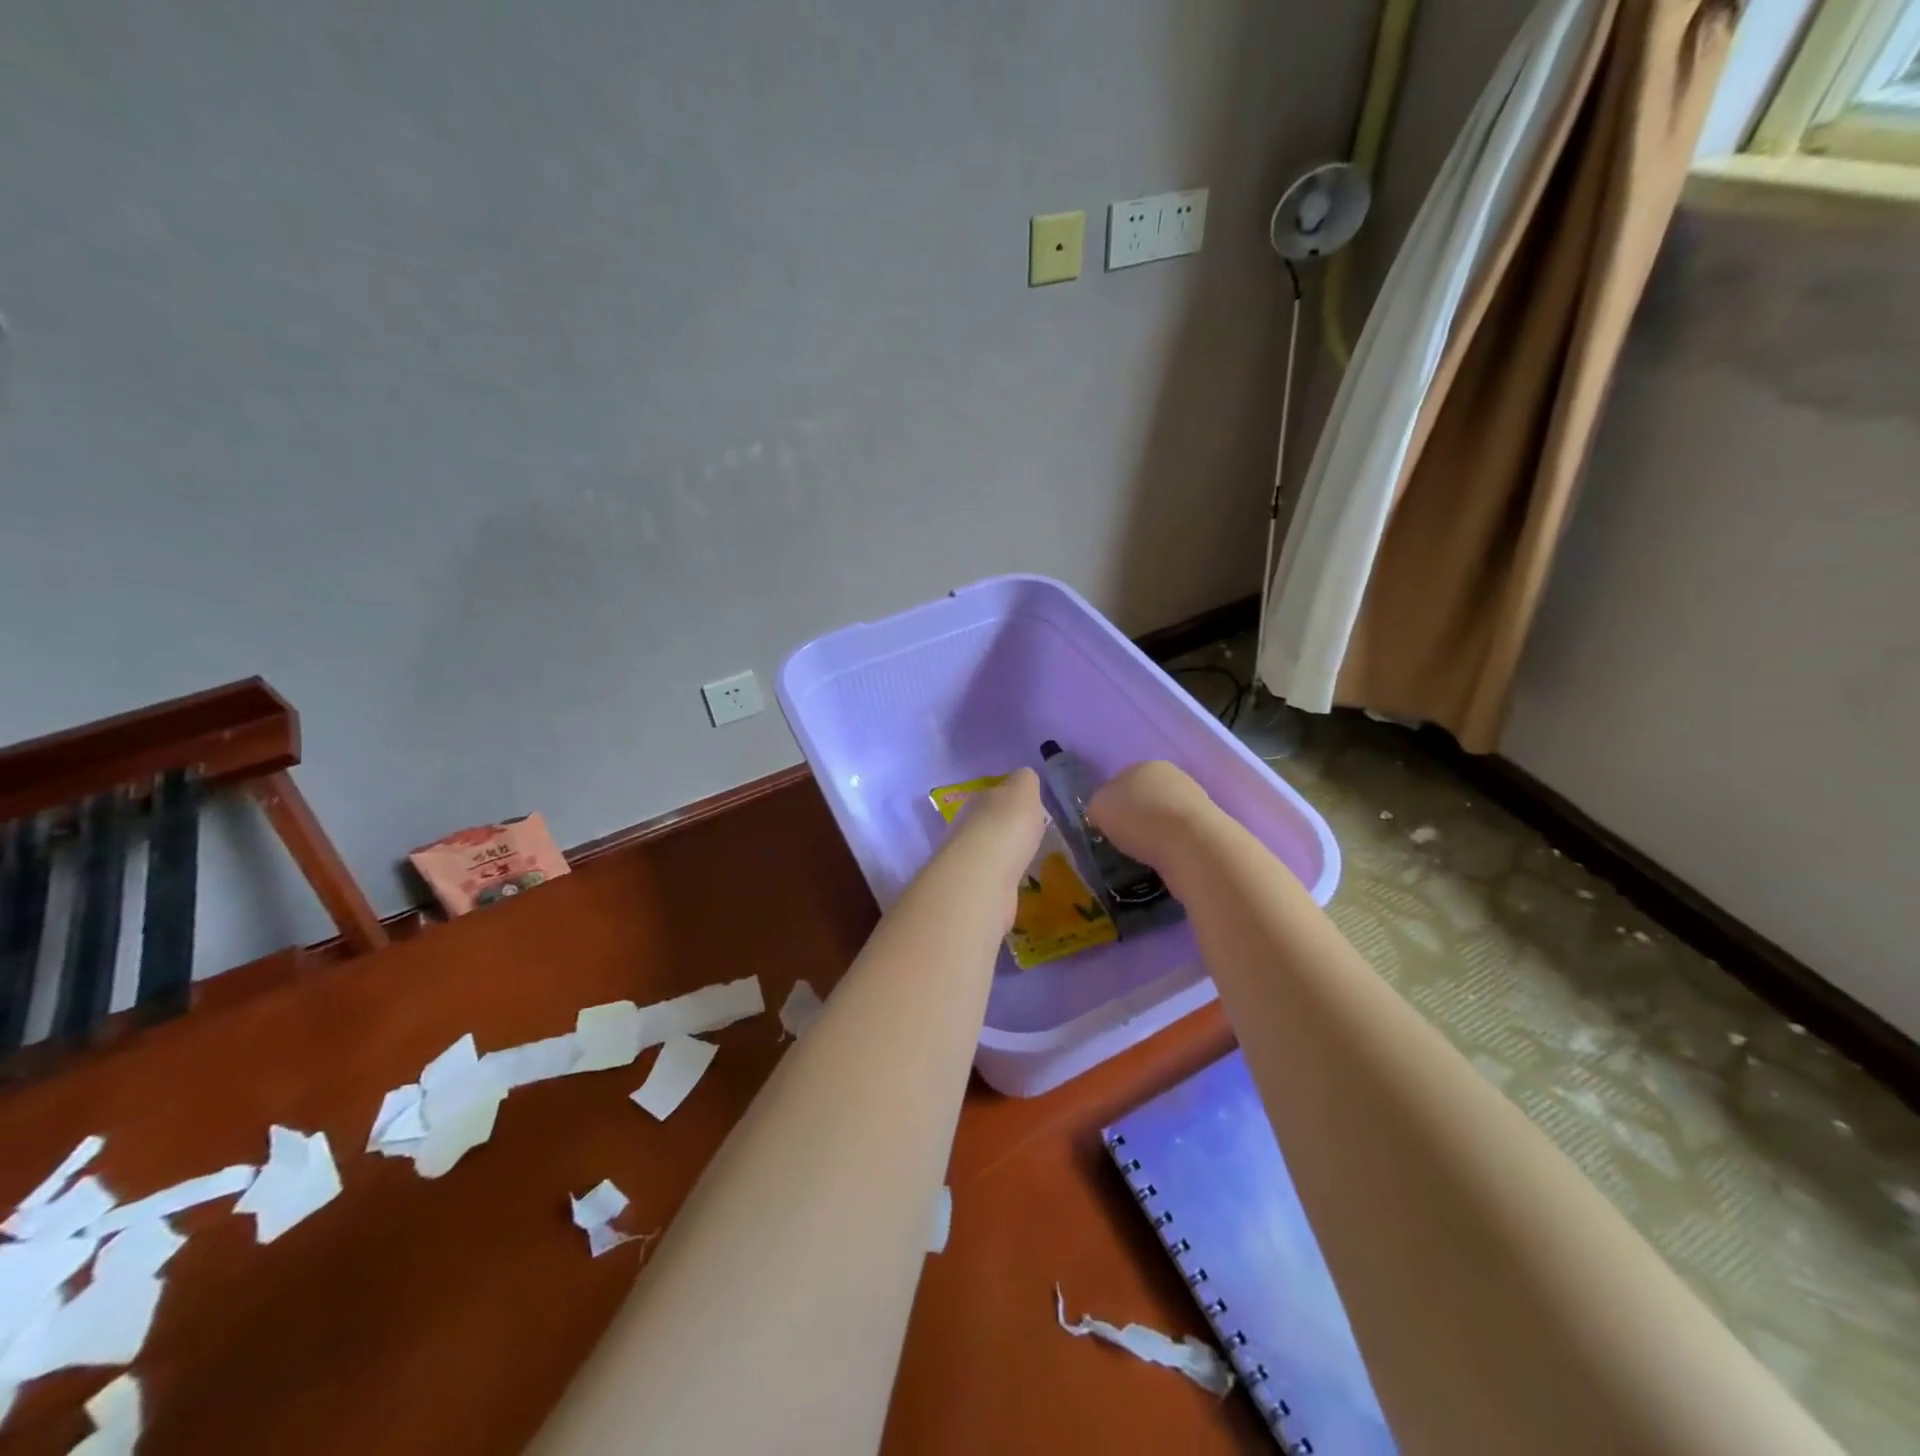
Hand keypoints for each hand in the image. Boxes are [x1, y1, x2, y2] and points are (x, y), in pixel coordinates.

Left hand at [947, 768, 1046, 883]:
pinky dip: (1003, 878)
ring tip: (1024, 859)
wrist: (982, 877)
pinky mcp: (974, 889)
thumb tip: (1025, 776)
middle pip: (989, 822)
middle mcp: (969, 827)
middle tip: (1029, 835)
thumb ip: (1025, 782)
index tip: (1029, 807)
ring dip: (1003, 854)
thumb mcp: (1023, 793)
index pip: (996, 794)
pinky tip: (1016, 882)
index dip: (1012, 799)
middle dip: (1006, 827)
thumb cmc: (1006, 828)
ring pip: (989, 851)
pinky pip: (992, 878)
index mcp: (981, 800)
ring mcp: (969, 860)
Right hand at [1086, 761, 1214, 868]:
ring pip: (1163, 818)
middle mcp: (1172, 777)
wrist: (1193, 845)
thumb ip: (1098, 806)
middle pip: (1144, 798)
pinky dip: (1170, 848)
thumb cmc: (1140, 818)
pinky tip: (1163, 861)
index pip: (1119, 780)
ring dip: (1153, 834)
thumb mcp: (1099, 807)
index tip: (1104, 826)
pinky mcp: (1208, 828)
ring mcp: (1195, 801)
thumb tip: (1103, 814)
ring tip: (1142, 856)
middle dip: (1134, 817)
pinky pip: (1179, 837)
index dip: (1109, 803)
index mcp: (1144, 765)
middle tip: (1122, 841)